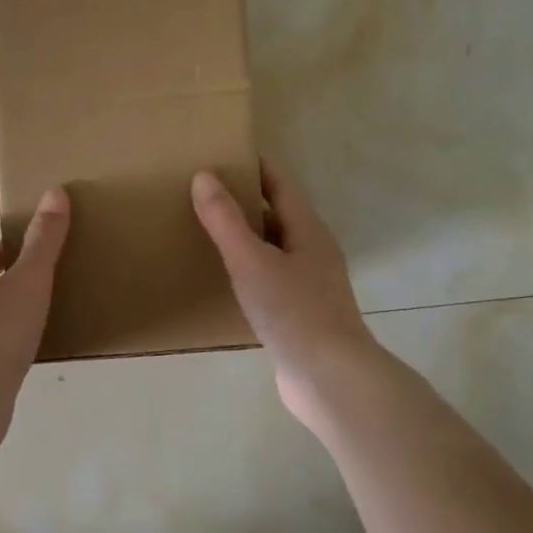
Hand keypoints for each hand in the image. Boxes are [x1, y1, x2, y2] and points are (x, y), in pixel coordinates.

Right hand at [192, 161, 379, 426]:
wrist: (329, 377)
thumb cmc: (293, 312)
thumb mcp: (251, 261)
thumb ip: (225, 220)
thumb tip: (203, 176)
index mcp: (307, 230)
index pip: (280, 185)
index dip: (255, 167)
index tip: (223, 155)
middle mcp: (313, 251)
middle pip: (277, 215)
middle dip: (245, 201)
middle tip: (204, 193)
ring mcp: (309, 284)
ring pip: (273, 248)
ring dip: (245, 237)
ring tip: (207, 232)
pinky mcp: (300, 313)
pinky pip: (270, 278)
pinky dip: (248, 270)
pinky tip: (226, 280)